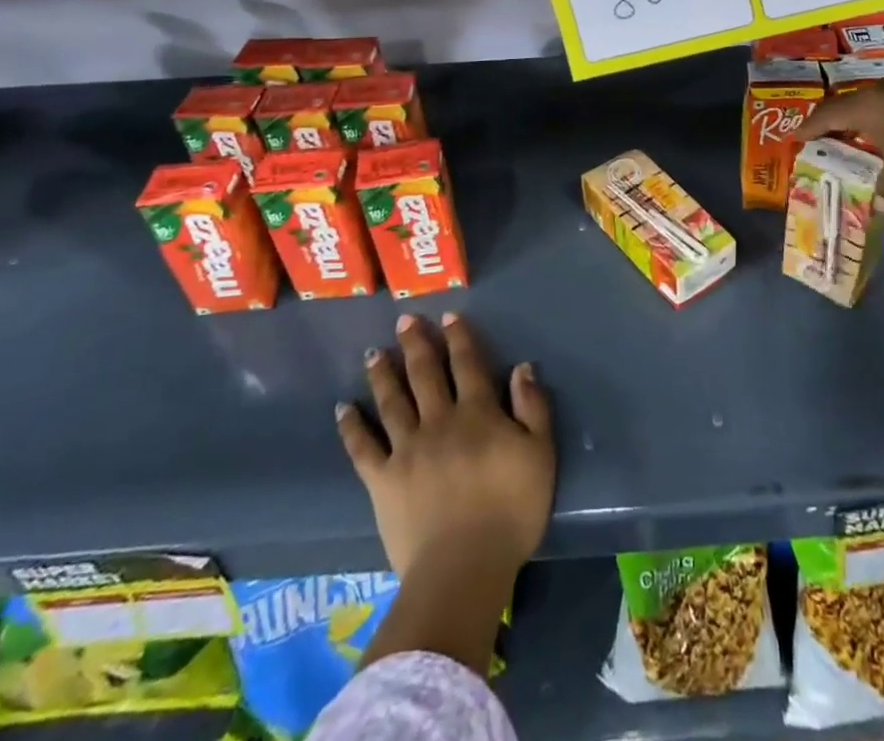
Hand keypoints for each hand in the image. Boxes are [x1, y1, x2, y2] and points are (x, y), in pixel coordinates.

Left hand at [337, 313, 554, 581]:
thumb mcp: (540, 454)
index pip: (467, 364)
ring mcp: (406, 449)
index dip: (459, 337)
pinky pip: (362, 448)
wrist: (464, 568)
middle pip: (424, 373)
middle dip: (415, 344)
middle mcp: (439, 421)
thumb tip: (522, 367)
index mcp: (477, 413)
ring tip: (373, 353)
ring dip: (382, 374)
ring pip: (392, 401)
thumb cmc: (511, 511)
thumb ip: (532, 407)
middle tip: (404, 320)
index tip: (447, 315)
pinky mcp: (382, 480)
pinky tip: (342, 408)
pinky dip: (351, 426)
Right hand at [800, 68, 883, 203]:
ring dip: (876, 118)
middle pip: (858, 101)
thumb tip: (879, 199)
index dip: (810, 126)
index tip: (796, 136)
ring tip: (871, 137)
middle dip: (843, 120)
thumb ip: (883, 189)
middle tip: (832, 137)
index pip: (829, 113)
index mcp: (872, 104)